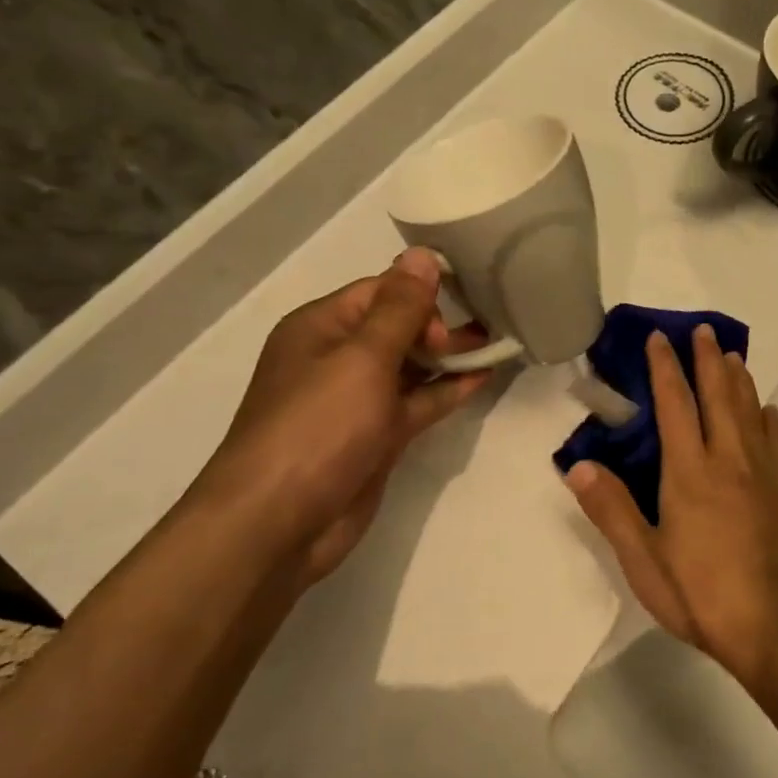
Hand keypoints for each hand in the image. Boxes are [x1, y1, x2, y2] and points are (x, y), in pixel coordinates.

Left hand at [186, 247, 491, 582]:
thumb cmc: (318, 427)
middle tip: (479, 334)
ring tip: (497, 344)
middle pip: (398, 326)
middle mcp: (338, 358)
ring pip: (412, 366)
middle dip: (440, 324)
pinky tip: (483, 378)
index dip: (420, 295)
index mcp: (322, 328)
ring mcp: (358, 401)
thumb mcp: (362, 358)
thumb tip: (421, 255)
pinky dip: (447, 390)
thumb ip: (399, 308)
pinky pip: (418, 402)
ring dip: (450, 356)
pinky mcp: (377, 437)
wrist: (280, 523)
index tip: (457, 309)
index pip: (380, 291)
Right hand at [565, 324, 777, 690]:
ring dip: (739, 379)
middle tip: (702, 329)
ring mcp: (763, 475)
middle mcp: (729, 460)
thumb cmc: (702, 594)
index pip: (675, 405)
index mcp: (689, 472)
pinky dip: (770, 419)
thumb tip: (578, 465)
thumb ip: (611, 509)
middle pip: (719, 396)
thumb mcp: (643, 561)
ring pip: (750, 412)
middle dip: (708, 359)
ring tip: (732, 356)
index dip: (666, 368)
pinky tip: (768, 411)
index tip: (660, 338)